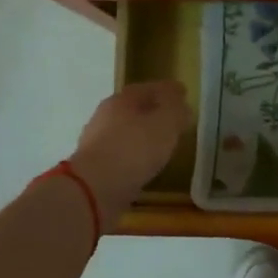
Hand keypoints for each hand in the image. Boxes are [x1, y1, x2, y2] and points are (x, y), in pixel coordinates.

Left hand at [69, 80, 191, 224]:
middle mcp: (104, 117)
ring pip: (126, 132)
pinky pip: (121, 155)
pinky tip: (145, 165)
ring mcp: (96, 143)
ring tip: (162, 144)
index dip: (167, 90)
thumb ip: (175, 110)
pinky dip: (135, 156)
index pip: (147, 88)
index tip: (183, 93)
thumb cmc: (134, 149)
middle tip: (173, 119)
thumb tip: (181, 103)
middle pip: (133, 109)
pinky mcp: (94, 168)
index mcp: (121, 100)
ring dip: (143, 136)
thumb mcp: (165, 124)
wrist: (95, 189)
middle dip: (153, 111)